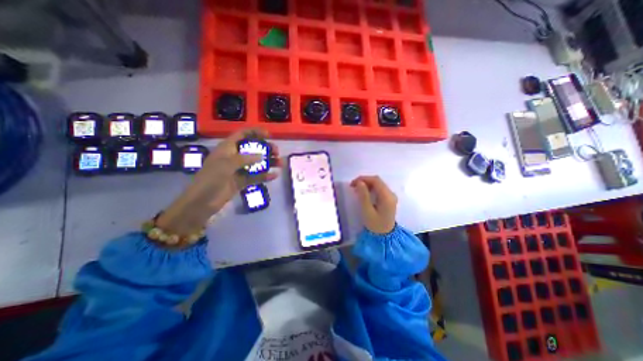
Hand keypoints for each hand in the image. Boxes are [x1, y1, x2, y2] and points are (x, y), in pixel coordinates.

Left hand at [157, 128, 280, 237]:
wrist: (202, 202)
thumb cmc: (211, 178)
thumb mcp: (226, 164)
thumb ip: (245, 158)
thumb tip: (262, 156)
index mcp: (228, 148)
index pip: (243, 135)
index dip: (256, 132)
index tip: (269, 135)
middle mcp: (234, 157)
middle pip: (253, 149)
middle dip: (266, 148)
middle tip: (277, 152)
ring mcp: (239, 170)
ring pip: (257, 163)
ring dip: (269, 162)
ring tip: (280, 164)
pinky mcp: (242, 181)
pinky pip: (256, 176)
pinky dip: (265, 176)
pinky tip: (274, 175)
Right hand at [351, 176, 397, 234]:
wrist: (385, 236)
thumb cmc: (375, 225)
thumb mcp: (367, 211)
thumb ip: (363, 196)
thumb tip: (359, 182)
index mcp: (387, 197)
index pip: (376, 180)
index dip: (364, 178)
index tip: (353, 183)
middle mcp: (391, 194)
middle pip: (378, 181)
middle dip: (365, 181)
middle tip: (353, 186)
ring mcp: (391, 196)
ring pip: (379, 184)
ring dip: (367, 184)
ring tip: (357, 189)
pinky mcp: (389, 199)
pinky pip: (380, 189)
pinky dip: (371, 188)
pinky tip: (364, 193)